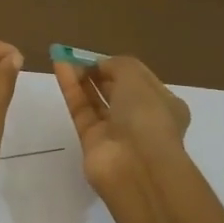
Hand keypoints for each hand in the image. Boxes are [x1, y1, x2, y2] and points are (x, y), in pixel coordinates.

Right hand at [53, 55, 190, 206]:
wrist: (136, 167)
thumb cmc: (146, 115)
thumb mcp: (136, 77)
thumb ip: (117, 64)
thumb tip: (100, 66)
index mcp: (164, 104)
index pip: (140, 79)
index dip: (119, 65)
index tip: (99, 55)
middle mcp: (141, 118)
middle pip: (116, 89)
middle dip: (99, 72)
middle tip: (77, 56)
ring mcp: (116, 132)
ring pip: (96, 100)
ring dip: (82, 78)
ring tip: (64, 56)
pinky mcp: (92, 142)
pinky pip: (81, 109)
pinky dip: (71, 88)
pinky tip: (59, 66)